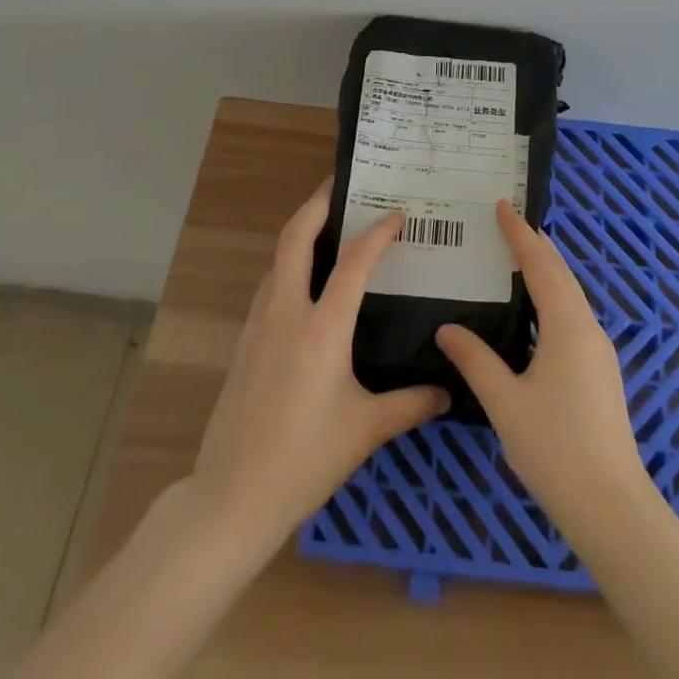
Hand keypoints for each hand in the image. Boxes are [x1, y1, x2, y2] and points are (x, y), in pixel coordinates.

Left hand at [191, 180, 448, 550]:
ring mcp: (260, 322)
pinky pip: (270, 283)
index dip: (377, 232)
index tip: (397, 214)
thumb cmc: (305, 459)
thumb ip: (410, 404)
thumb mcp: (366, 431)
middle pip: (296, 236)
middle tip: (342, 184)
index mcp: (323, 327)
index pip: (353, 261)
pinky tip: (306, 281)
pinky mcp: (245, 339)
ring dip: (301, 231)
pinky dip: (289, 263)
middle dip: (318, 202)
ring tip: (329, 225)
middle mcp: (288, 311)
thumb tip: (446, 392)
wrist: (232, 495)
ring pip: (278, 257)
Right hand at [436, 201, 651, 533]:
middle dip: (536, 245)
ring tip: (520, 258)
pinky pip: (574, 315)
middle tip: (509, 223)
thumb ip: (475, 361)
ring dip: (547, 271)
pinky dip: (553, 297)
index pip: (540, 264)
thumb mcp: (505, 402)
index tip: (503, 205)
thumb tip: (447, 329)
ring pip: (571, 295)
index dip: (520, 234)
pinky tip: (537, 313)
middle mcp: (588, 328)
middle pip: (561, 273)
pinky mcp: (601, 372)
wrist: (612, 506)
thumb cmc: (555, 448)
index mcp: (567, 325)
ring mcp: (599, 351)